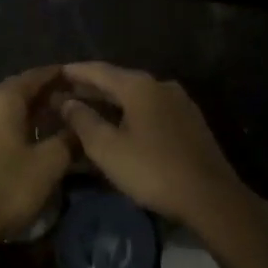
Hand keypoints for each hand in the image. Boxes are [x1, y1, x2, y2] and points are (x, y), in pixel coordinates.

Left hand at [0, 68, 73, 248]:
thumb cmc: (6, 189)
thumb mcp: (48, 166)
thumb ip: (68, 139)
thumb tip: (80, 125)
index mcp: (3, 100)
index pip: (34, 76)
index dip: (55, 75)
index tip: (73, 78)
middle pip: (13, 90)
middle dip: (38, 94)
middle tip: (61, 103)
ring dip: (17, 112)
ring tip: (37, 124)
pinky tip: (7, 145)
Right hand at [58, 62, 251, 228]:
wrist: (211, 197)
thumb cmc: (154, 170)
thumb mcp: (108, 149)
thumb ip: (84, 121)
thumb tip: (67, 102)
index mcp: (139, 86)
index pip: (98, 70)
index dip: (74, 72)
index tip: (55, 73)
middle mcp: (160, 85)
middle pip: (118, 81)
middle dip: (91, 88)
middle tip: (66, 95)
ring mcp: (179, 102)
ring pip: (136, 96)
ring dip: (111, 102)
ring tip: (89, 111)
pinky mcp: (189, 121)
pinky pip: (151, 109)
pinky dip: (130, 113)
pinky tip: (121, 126)